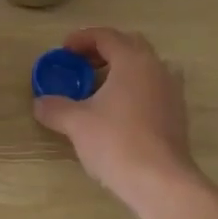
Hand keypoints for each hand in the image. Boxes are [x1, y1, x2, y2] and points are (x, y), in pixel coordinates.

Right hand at [33, 28, 196, 205]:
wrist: (160, 181)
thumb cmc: (116, 142)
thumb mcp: (76, 123)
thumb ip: (55, 107)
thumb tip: (40, 103)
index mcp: (133, 61)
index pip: (106, 36)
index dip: (82, 39)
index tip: (63, 51)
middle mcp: (156, 68)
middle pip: (130, 45)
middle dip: (104, 50)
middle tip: (81, 65)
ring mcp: (171, 91)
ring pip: (145, 67)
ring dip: (121, 70)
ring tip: (99, 88)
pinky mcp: (177, 114)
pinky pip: (153, 88)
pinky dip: (134, 89)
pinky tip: (118, 111)